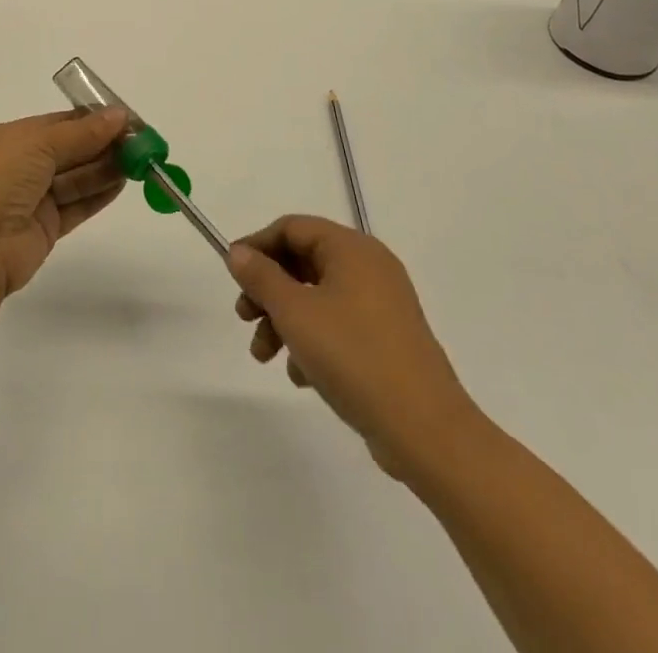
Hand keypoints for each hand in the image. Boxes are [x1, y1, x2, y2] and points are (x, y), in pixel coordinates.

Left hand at [0, 109, 128, 297]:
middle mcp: (20, 165)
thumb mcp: (38, 145)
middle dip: (104, 144)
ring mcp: (32, 198)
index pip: (58, 123)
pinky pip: (77, 205)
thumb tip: (120, 115)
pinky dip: (99, 194)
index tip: (127, 120)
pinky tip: (123, 184)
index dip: (93, 120)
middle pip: (71, 149)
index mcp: (10, 138)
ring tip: (140, 162)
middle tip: (141, 143)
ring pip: (76, 177)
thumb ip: (82, 133)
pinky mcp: (44, 228)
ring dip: (106, 168)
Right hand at [227, 215, 472, 479]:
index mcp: (352, 248)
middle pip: (304, 262)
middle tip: (244, 317)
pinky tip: (300, 375)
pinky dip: (313, 340)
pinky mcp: (388, 338)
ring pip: (318, 297)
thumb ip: (261, 277)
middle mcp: (370, 266)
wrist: (425, 429)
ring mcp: (382, 303)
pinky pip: (339, 324)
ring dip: (285, 320)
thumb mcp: (295, 313)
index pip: (293, 228)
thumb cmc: (353, 356)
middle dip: (268, 290)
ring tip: (264, 356)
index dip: (257, 245)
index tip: (232, 274)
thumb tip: (238, 252)